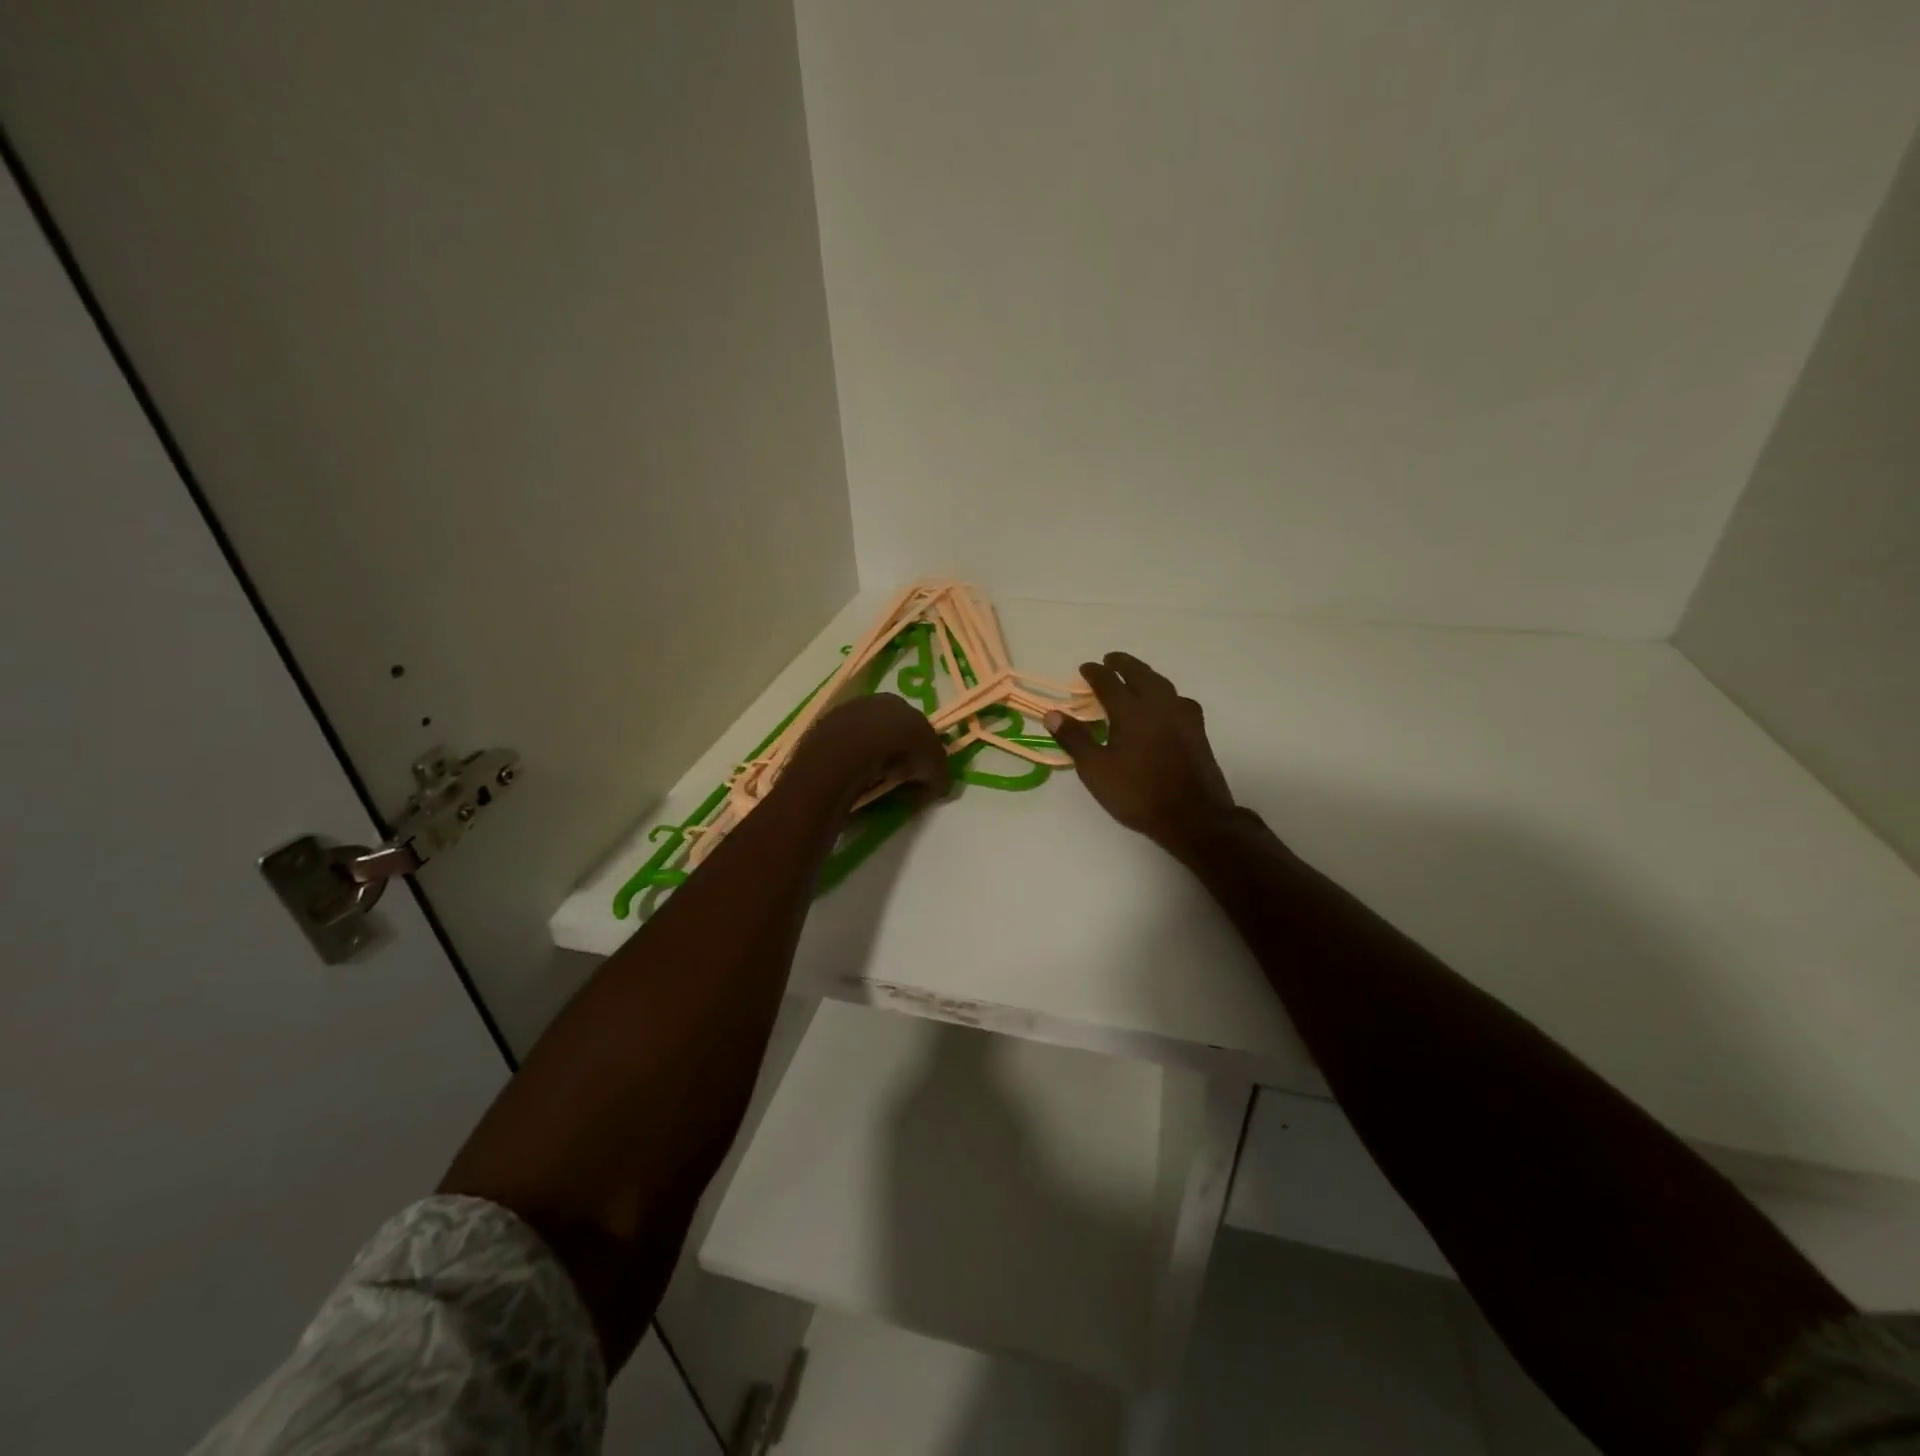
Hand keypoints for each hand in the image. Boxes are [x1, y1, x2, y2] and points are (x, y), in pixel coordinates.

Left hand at [787, 692, 948, 808]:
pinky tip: (850, 778)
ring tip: (872, 780)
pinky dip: (848, 762)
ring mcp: (842, 714)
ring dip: (868, 756)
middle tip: (896, 776)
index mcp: (900, 703)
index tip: (920, 770)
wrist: (851, 751)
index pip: (914, 724)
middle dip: (893, 750)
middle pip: (886, 728)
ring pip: (861, 737)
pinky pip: (841, 749)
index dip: (919, 748)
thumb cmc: (899, 751)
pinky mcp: (820, 731)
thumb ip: (940, 774)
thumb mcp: (933, 766)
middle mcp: (871, 702)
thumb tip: (941, 786)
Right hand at [1046, 652, 1235, 857]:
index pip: (1109, 682)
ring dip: (1146, 675)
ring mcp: (1183, 716)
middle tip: (1111, 660)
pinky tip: (1164, 706)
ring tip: (1135, 678)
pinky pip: (1178, 700)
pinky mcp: (1198, 730)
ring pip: (1162, 684)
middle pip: (1140, 674)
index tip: (1085, 667)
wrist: (1193, 816)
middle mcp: (1159, 704)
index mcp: (1131, 710)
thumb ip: (1075, 739)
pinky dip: (1164, 694)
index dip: (1095, 672)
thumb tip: (1052, 714)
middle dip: (1123, 664)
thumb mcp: (1096, 770)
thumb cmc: (1138, 793)